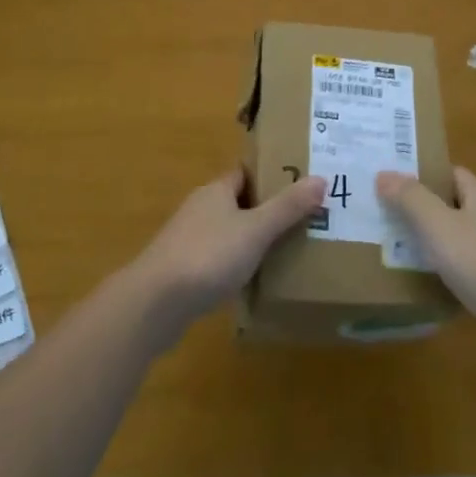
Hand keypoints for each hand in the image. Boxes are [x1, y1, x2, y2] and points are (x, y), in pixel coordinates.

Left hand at [129, 170, 324, 333]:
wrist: (154, 304)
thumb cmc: (208, 256)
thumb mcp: (255, 230)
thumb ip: (287, 207)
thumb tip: (321, 179)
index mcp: (216, 191)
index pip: (246, 172)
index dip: (272, 175)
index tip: (300, 183)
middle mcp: (201, 209)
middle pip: (239, 202)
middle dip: (267, 210)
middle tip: (303, 219)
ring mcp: (188, 240)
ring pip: (228, 232)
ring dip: (252, 240)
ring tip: (286, 251)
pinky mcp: (183, 271)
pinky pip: (218, 260)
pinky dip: (236, 265)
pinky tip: (254, 281)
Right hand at [376, 167, 475, 370]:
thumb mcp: (436, 224)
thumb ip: (410, 198)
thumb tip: (384, 174)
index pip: (452, 173)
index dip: (424, 174)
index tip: (395, 181)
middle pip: (454, 204)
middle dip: (424, 208)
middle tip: (388, 213)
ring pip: (459, 237)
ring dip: (434, 241)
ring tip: (398, 246)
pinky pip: (466, 267)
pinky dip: (446, 269)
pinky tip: (426, 279)